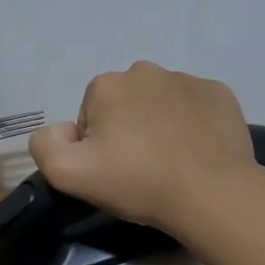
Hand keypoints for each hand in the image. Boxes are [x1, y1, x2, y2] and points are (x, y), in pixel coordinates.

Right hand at [28, 62, 264, 234]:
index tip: (112, 170)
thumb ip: (44, 145)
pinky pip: (195, 106)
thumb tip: (62, 130)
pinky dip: (192, 124)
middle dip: (127, 129)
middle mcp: (145, 71)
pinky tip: (196, 153)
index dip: (96, 144)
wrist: (211, 193)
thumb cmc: (137, 182)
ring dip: (159, 125)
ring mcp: (187, 80)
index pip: (89, 114)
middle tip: (140, 168)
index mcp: (107, 85)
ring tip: (171, 162)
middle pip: (124, 104)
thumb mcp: (68, 174)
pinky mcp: (220, 94)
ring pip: (160, 103)